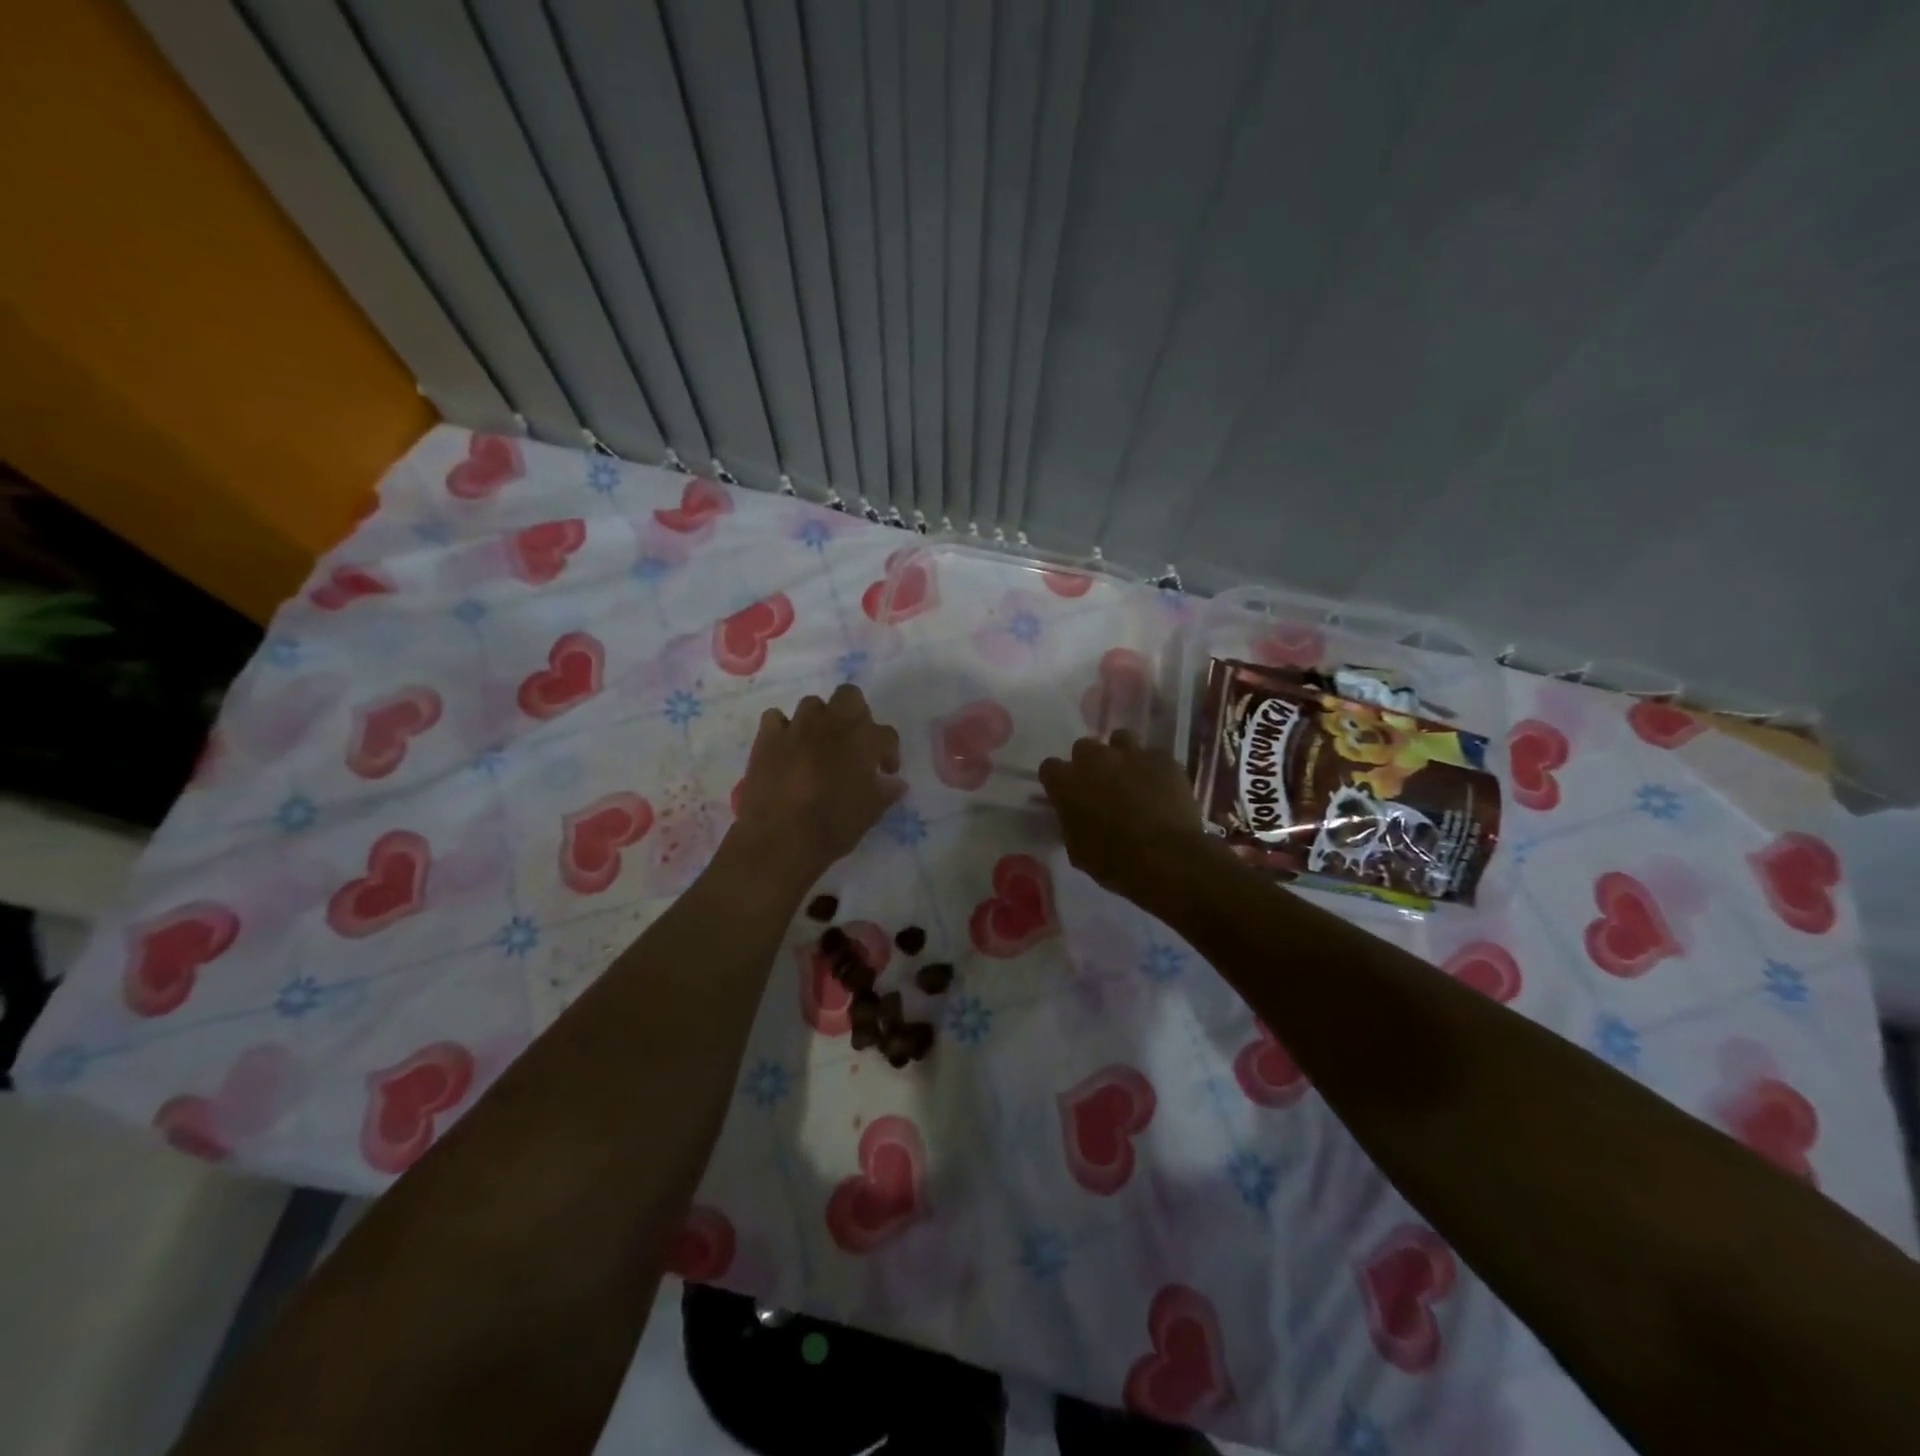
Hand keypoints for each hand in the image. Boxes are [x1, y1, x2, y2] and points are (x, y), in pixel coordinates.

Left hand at [730, 684, 903, 892]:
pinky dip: (782, 728)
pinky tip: (785, 747)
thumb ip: (885, 792)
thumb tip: (895, 782)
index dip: (889, 753)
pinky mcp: (767, 737)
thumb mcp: (871, 813)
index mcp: (863, 740)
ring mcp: (797, 727)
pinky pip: (775, 718)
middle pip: (850, 696)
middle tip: (853, 742)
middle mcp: (832, 724)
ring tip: (818, 744)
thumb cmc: (833, 826)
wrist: (781, 837)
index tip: (885, 772)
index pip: (887, 734)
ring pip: (812, 704)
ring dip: (819, 720)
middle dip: (855, 714)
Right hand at [1039, 730, 1208, 901]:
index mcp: (1067, 783)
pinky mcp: (1163, 758)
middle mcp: (1095, 759)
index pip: (1049, 768)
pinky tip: (1160, 788)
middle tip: (1100, 786)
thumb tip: (1072, 815)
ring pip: (1120, 739)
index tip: (1066, 795)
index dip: (1058, 781)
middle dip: (1089, 764)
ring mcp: (1131, 754)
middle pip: (1084, 747)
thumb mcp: (1078, 850)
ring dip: (1121, 756)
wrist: (1167, 859)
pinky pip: (1153, 756)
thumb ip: (1070, 823)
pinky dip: (1153, 769)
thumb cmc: (1115, 862)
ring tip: (1131, 778)